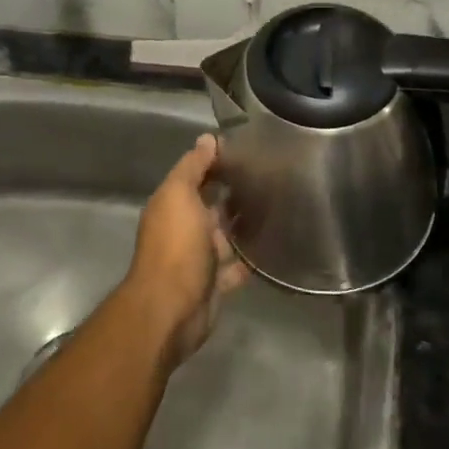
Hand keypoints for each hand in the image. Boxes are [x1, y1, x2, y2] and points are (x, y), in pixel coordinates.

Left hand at [124, 134, 249, 366]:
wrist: (172, 310)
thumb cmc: (176, 246)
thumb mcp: (180, 196)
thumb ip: (192, 167)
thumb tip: (207, 138)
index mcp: (173, 205)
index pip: (196, 174)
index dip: (216, 160)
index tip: (248, 147)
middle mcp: (185, 228)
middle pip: (211, 204)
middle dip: (233, 190)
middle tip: (270, 175)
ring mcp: (200, 258)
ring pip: (225, 235)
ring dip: (243, 224)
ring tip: (277, 205)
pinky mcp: (215, 283)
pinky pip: (236, 266)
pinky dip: (249, 258)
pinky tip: (272, 245)